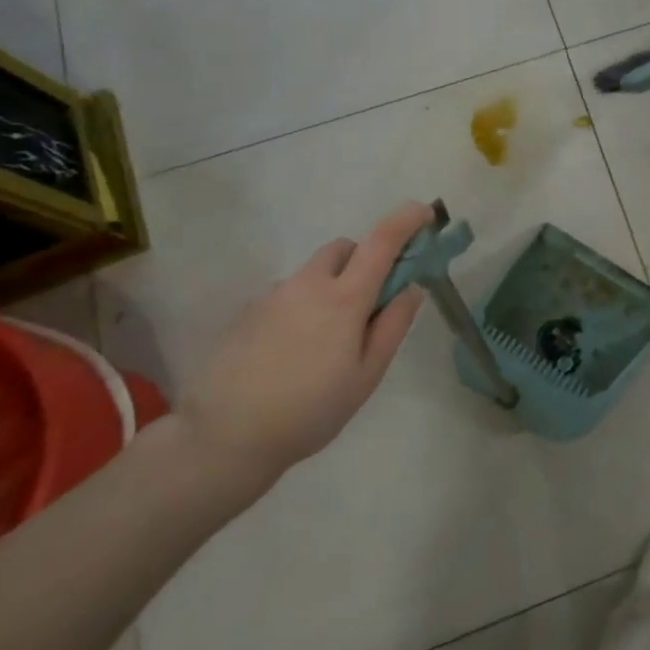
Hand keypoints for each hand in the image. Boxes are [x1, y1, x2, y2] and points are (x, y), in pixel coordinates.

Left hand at [176, 202, 433, 496]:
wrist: (224, 437)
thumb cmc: (310, 410)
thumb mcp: (367, 375)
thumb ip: (393, 326)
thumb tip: (412, 288)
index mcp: (344, 298)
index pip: (381, 242)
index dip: (406, 220)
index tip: (425, 213)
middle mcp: (308, 285)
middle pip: (343, 249)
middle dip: (364, 260)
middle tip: (370, 301)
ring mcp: (272, 296)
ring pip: (312, 273)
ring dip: (330, 285)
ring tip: (325, 340)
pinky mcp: (246, 313)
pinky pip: (286, 295)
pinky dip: (301, 307)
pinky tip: (292, 353)